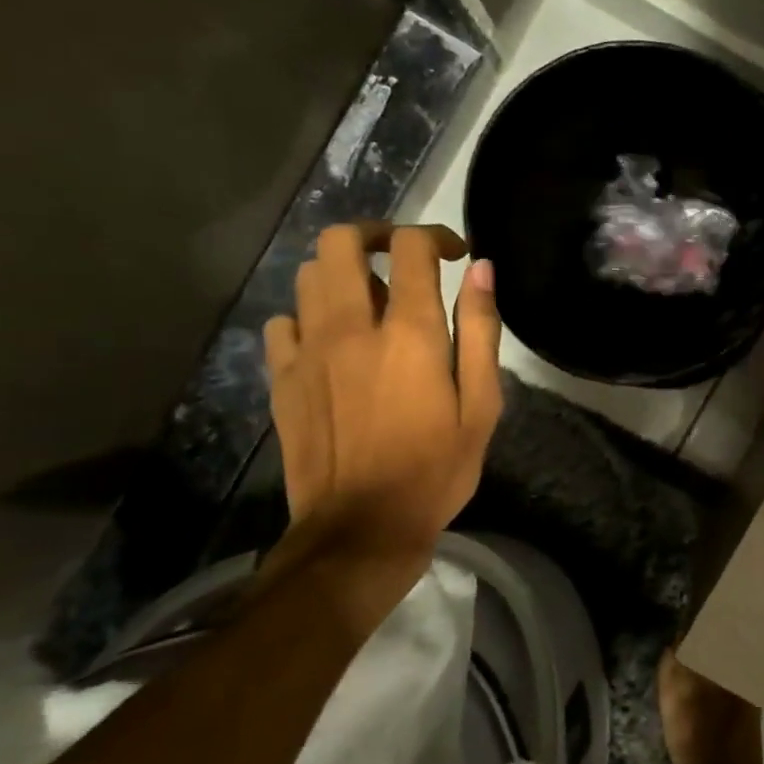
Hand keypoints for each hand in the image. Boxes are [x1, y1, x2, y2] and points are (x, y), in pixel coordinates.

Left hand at [263, 223, 502, 559]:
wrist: (362, 528)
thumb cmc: (437, 469)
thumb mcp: (481, 406)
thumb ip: (481, 332)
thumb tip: (481, 270)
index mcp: (409, 333)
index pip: (411, 249)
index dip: (435, 237)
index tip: (455, 255)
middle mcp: (351, 328)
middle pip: (342, 242)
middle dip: (375, 235)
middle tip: (401, 258)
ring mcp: (308, 351)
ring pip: (308, 275)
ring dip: (343, 274)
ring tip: (370, 303)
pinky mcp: (282, 378)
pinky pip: (284, 322)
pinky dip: (309, 317)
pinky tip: (332, 343)